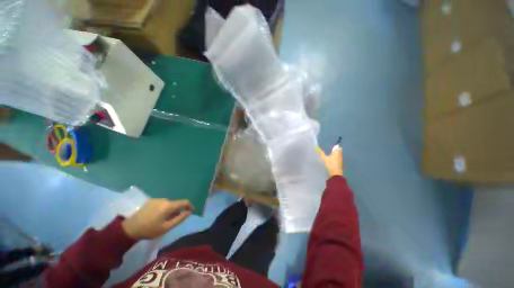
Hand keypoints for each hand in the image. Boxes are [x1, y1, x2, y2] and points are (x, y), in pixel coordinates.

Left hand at [122, 199, 192, 239]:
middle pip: (176, 203)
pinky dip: (164, 209)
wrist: (129, 228)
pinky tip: (157, 217)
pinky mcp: (150, 201)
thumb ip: (179, 219)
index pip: (184, 202)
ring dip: (170, 210)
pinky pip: (162, 203)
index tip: (191, 212)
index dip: (189, 206)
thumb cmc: (149, 229)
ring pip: (169, 204)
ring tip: (164, 220)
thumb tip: (189, 212)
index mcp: (168, 205)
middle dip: (178, 210)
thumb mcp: (166, 227)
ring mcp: (156, 199)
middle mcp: (164, 199)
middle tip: (173, 221)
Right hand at [316, 145, 342, 176]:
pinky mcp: (338, 165)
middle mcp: (339, 156)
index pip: (338, 147)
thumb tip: (315, 146)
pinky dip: (332, 159)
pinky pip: (335, 160)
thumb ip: (320, 152)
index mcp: (337, 153)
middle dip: (333, 151)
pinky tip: (327, 160)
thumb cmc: (330, 164)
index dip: (335, 146)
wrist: (335, 175)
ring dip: (332, 155)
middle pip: (337, 152)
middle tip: (326, 150)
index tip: (329, 147)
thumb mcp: (324, 158)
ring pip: (336, 156)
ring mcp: (339, 161)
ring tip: (325, 155)